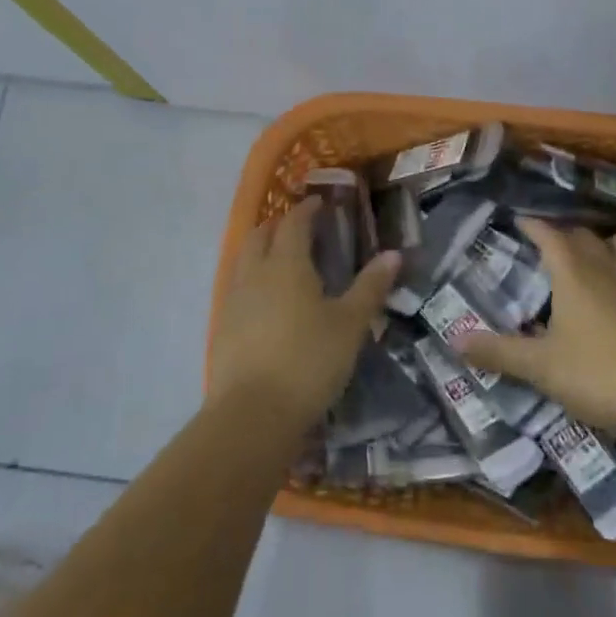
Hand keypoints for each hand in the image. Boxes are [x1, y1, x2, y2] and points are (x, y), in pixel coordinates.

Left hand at [209, 197, 399, 429]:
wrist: (252, 413)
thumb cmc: (309, 361)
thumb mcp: (350, 324)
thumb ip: (370, 287)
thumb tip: (393, 254)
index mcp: (286, 264)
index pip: (294, 223)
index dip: (307, 209)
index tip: (319, 203)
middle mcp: (254, 273)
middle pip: (260, 234)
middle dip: (279, 225)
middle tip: (300, 228)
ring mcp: (233, 300)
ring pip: (244, 259)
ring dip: (261, 249)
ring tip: (283, 260)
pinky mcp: (222, 327)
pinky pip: (237, 287)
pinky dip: (252, 279)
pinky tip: (267, 300)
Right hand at [457, 218, 615, 440]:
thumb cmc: (597, 376)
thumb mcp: (540, 368)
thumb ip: (498, 352)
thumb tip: (454, 341)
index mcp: (574, 274)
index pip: (549, 235)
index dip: (533, 225)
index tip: (519, 221)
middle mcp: (607, 266)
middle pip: (584, 235)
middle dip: (564, 235)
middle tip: (548, 247)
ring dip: (606, 244)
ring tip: (595, 259)